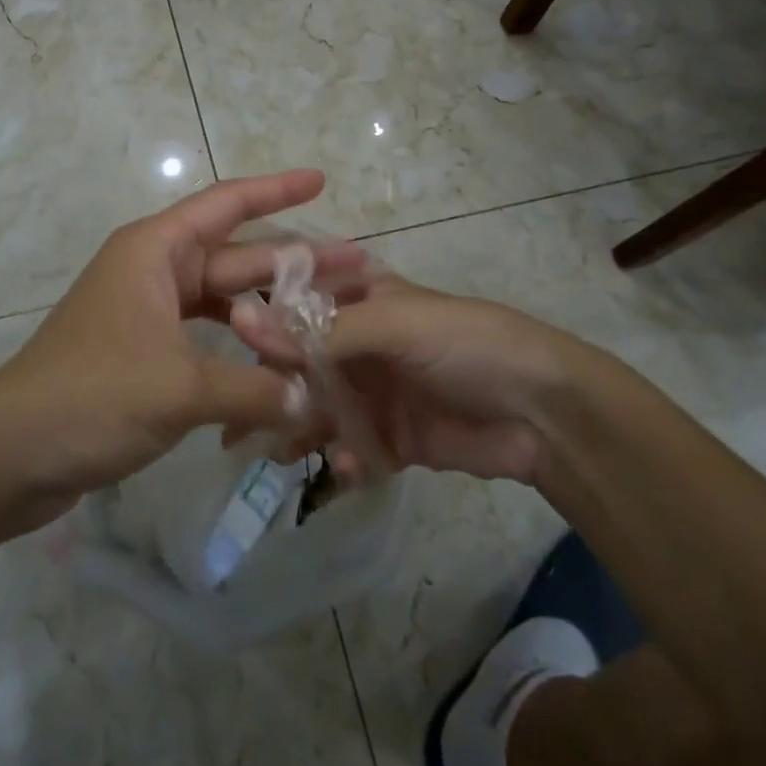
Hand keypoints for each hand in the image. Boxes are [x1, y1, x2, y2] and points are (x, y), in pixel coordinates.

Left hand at [0, 170, 363, 512]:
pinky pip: (207, 338)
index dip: (275, 190)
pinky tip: (279, 364)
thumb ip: (254, 387)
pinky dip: (242, 348)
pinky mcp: (145, 354)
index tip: (320, 180)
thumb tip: (307, 400)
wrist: (9, 454)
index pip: (226, 204)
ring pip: (225, 301)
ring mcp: (148, 314)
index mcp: (154, 251)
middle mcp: (153, 271)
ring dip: (272, 307)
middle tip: (356, 267)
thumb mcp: (180, 387)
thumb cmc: (91, 396)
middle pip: (236, 256)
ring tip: (329, 316)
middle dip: (294, 262)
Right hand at [233, 275, 577, 483]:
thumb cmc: (466, 343)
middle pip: (301, 363)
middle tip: (232, 420)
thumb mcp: (394, 324)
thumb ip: (321, 333)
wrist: (541, 411)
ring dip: (296, 429)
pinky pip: (352, 449)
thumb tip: (242, 322)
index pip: (298, 305)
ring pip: (319, 409)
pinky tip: (345, 465)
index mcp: (362, 301)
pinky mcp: (393, 438)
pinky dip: (343, 458)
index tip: (224, 345)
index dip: (263, 323)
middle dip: (270, 387)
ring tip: (268, 451)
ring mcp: (376, 393)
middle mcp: (362, 344)